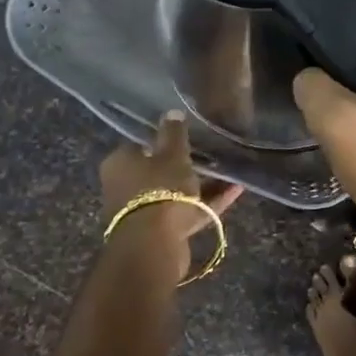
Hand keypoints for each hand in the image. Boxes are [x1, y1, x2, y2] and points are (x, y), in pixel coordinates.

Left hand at [98, 112, 242, 281]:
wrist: (155, 243)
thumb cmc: (160, 188)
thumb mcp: (172, 154)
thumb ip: (174, 133)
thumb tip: (172, 112)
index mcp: (120, 163)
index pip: (141, 144)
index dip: (163, 140)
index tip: (187, 137)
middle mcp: (125, 187)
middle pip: (158, 171)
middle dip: (184, 165)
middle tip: (210, 155)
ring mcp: (143, 212)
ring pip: (174, 193)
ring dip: (200, 185)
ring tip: (229, 173)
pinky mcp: (161, 232)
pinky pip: (187, 211)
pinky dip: (208, 202)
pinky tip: (235, 190)